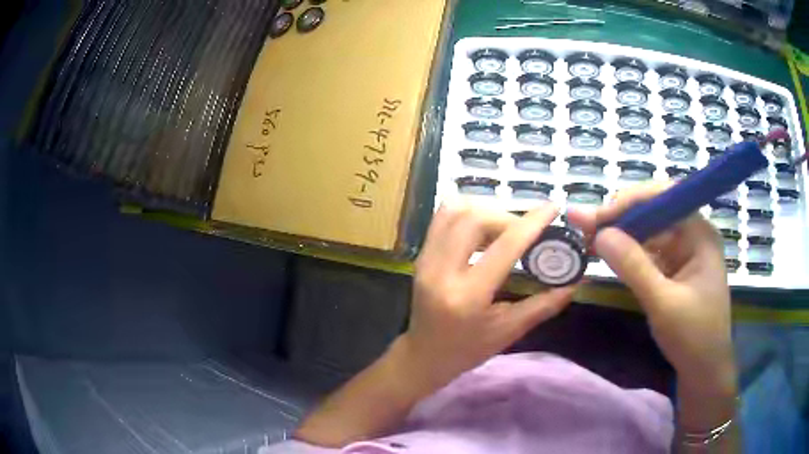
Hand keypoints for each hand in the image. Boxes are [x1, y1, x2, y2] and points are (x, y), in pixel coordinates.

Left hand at [400, 201, 576, 389]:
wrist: (424, 355)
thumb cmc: (467, 350)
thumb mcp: (509, 332)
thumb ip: (544, 305)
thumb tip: (575, 282)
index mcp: (468, 296)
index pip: (504, 246)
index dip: (532, 222)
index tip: (553, 208)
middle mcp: (441, 271)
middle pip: (475, 218)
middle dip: (507, 216)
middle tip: (525, 231)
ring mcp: (426, 260)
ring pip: (455, 210)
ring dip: (486, 211)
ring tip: (505, 229)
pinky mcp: (421, 255)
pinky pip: (443, 218)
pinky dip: (468, 214)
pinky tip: (484, 230)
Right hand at [567, 183, 736, 395]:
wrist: (704, 371)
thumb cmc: (693, 337)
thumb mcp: (663, 304)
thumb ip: (634, 267)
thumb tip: (599, 234)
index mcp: (700, 233)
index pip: (664, 198)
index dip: (630, 201)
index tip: (598, 217)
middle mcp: (692, 234)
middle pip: (653, 211)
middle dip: (619, 216)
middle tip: (582, 224)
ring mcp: (683, 251)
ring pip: (648, 231)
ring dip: (619, 233)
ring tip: (587, 237)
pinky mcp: (674, 268)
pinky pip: (648, 251)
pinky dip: (627, 252)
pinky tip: (607, 253)